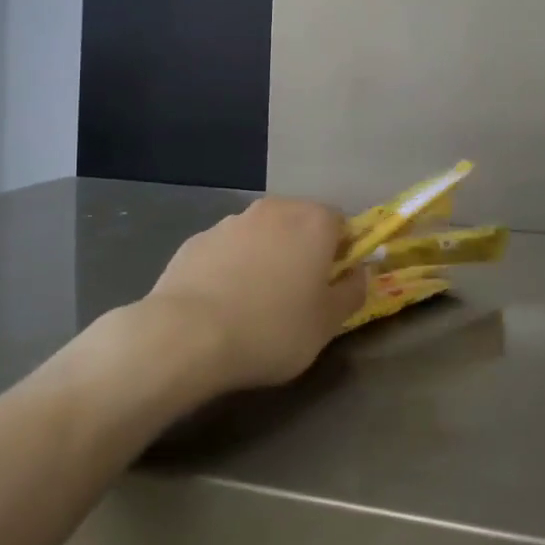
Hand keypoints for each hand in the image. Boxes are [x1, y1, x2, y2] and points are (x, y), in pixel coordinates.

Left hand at [142, 198, 365, 393]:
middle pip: (299, 224)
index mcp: (314, 222)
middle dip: (302, 251)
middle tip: (296, 296)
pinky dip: (230, 268)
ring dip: (265, 257)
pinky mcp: (196, 239)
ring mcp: (231, 221)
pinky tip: (220, 304)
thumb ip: (352, 292)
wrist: (186, 336)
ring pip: (261, 235)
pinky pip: (226, 251)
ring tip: (253, 304)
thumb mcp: (328, 324)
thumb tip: (358, 273)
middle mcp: (275, 209)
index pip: (341, 225)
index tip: (331, 286)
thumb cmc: (272, 329)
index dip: (341, 254)